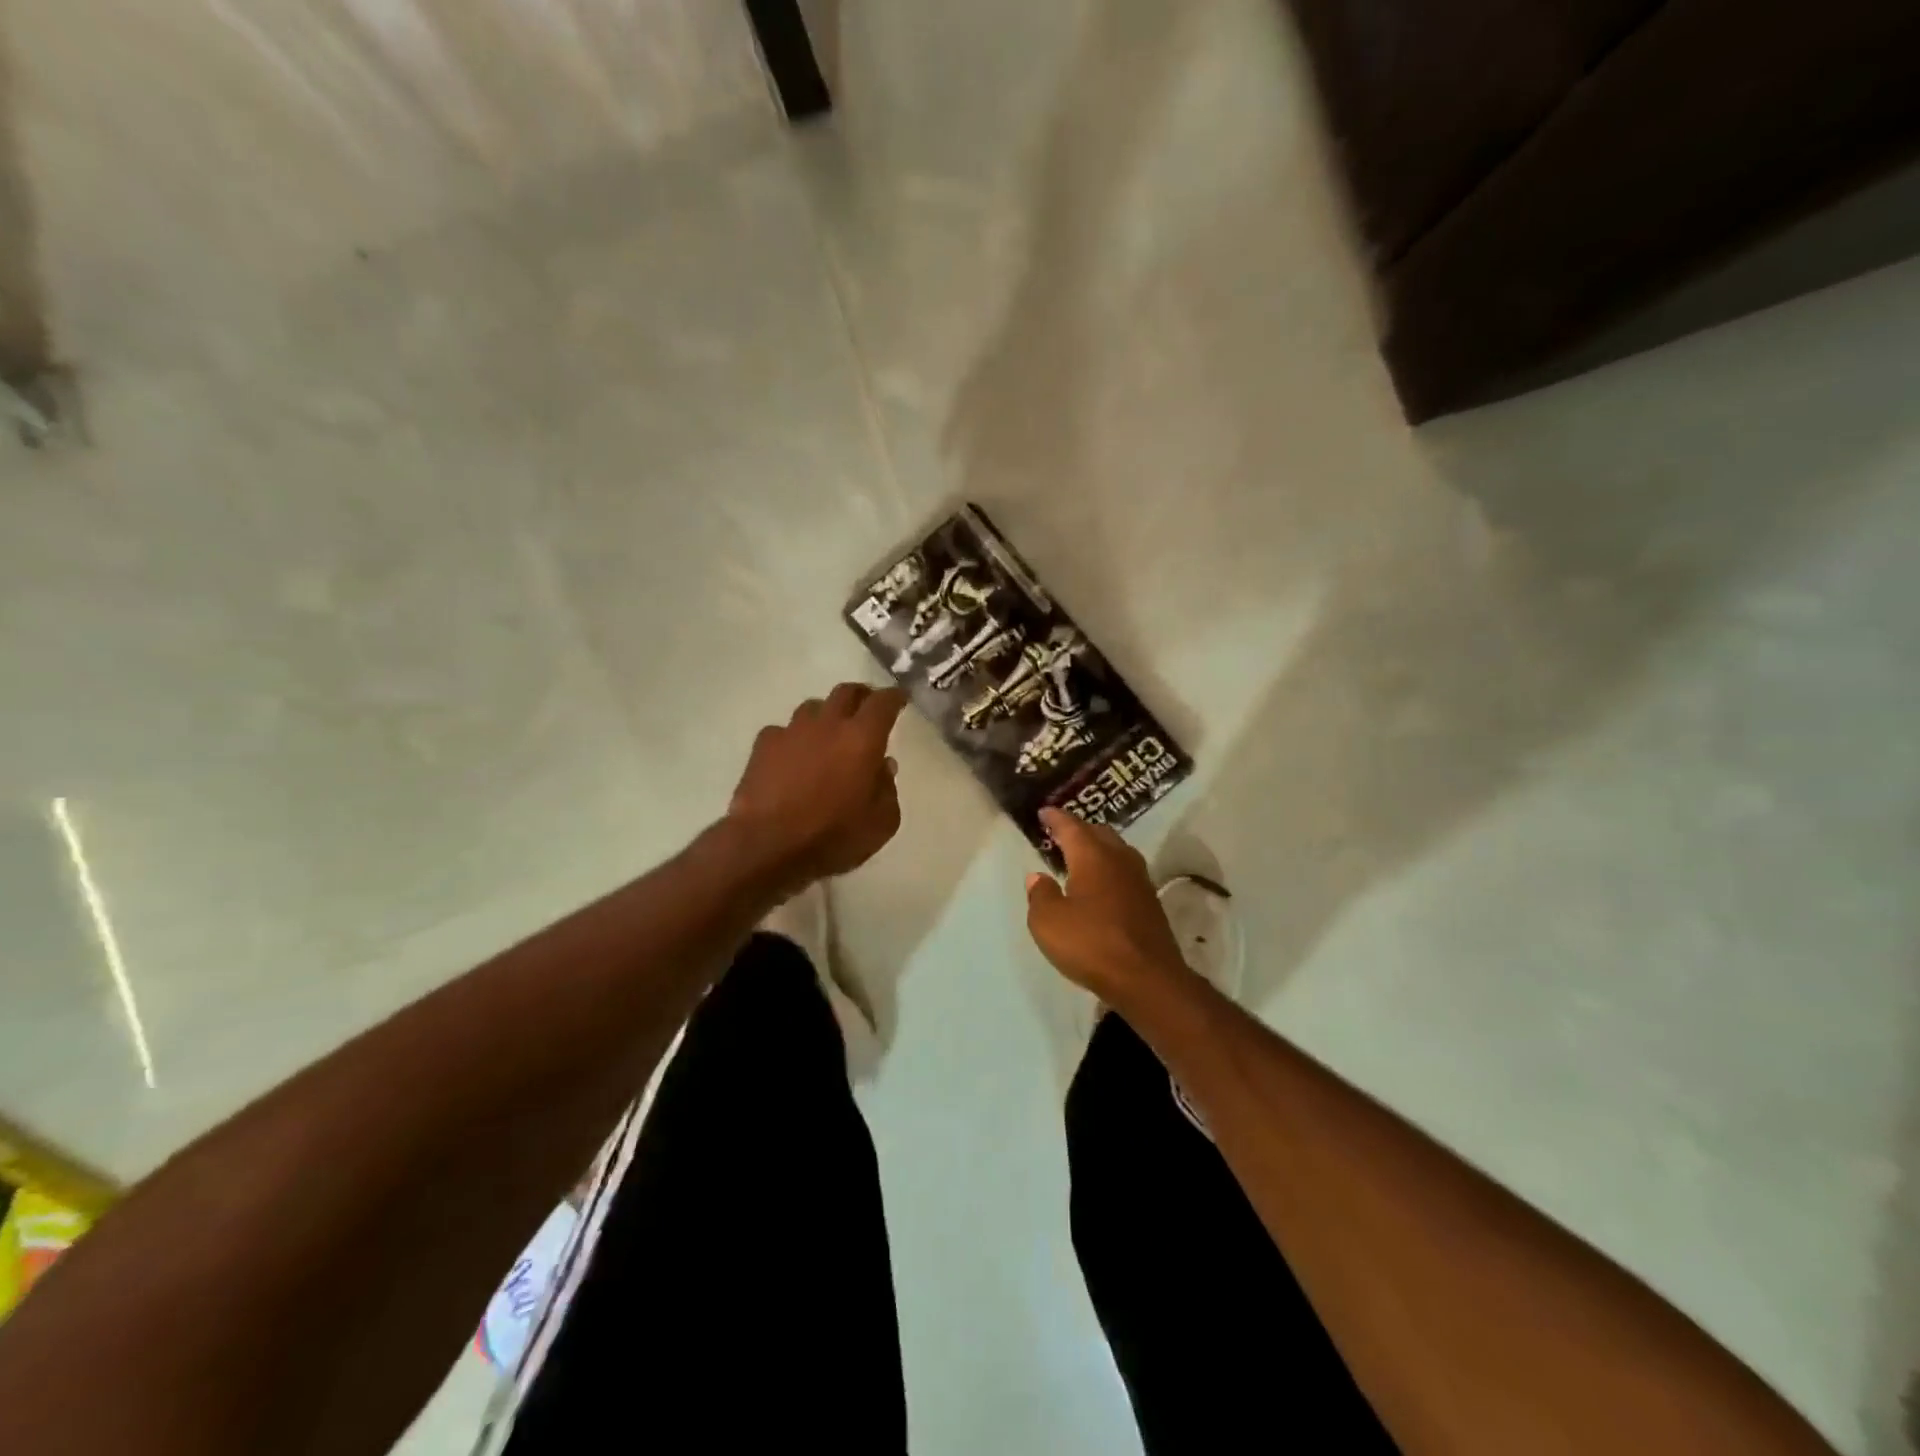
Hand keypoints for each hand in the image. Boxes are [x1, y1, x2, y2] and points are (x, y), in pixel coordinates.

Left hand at [728, 684, 908, 888]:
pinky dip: (794, 739)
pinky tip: (792, 757)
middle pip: (846, 692)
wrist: (768, 846)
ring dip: (826, 716)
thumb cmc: (833, 836)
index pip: (883, 702)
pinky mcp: (763, 746)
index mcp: (863, 738)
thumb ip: (887, 789)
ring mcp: (792, 731)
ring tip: (828, 734)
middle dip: (861, 696)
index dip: (894, 697)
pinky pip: (783, 731)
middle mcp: (828, 724)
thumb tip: (883, 767)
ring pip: (813, 708)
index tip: (899, 699)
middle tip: (867, 709)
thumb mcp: (881, 823)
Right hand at [1025, 807, 1189, 1003]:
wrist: (1147, 979)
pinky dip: (1110, 869)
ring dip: (1098, 848)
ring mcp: (1139, 880)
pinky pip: (1125, 872)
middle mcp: (1119, 859)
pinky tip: (1101, 885)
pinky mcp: (1150, 902)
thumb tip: (1038, 877)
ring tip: (1080, 857)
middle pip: (1099, 833)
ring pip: (1117, 851)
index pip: (1071, 826)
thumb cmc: (1091, 944)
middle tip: (1061, 833)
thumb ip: (1040, 895)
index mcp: (1092, 856)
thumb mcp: (1049, 922)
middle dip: (1079, 829)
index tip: (1045, 812)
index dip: (1056, 818)